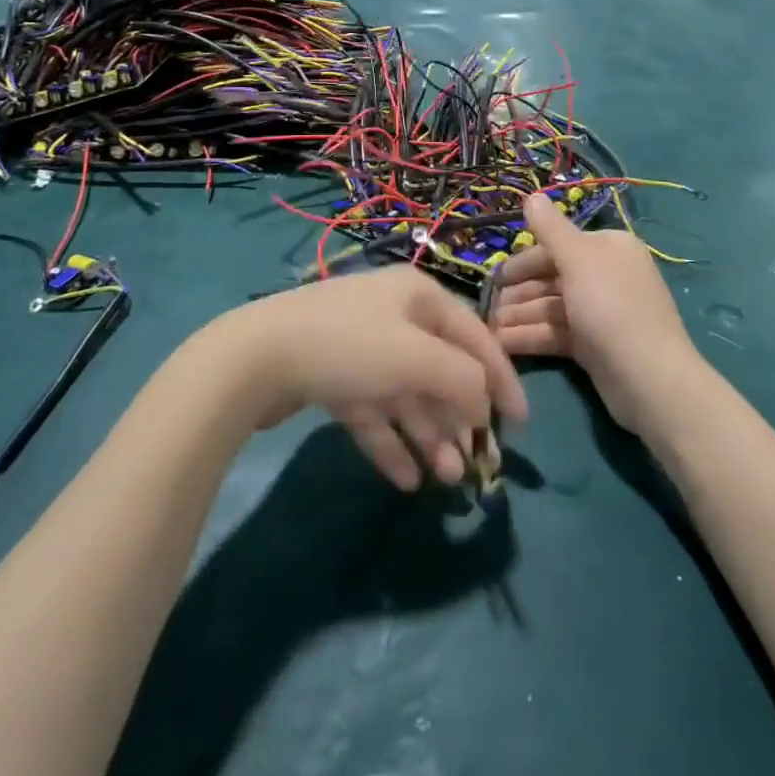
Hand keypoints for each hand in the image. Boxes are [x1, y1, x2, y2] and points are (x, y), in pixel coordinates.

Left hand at [210, 268, 527, 489]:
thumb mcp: (418, 357)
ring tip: (444, 480)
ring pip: (406, 395)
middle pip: (439, 370)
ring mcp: (359, 347)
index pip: (474, 336)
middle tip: (475, 465)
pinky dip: (390, 441)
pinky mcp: (332, 377)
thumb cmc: (349, 346)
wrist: (254, 358)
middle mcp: (392, 316)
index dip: (501, 378)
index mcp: (417, 296)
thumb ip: (464, 379)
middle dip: (459, 418)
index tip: (520, 424)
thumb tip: (481, 405)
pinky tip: (404, 478)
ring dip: (428, 435)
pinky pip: (372, 411)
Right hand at [488, 192, 705, 434]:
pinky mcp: (595, 345)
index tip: (495, 278)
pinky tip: (502, 344)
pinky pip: (557, 333)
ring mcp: (601, 312)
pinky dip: (531, 336)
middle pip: (552, 277)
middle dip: (519, 293)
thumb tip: (531, 196)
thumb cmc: (611, 308)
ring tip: (489, 331)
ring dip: (520, 316)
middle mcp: (606, 275)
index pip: (557, 246)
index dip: (524, 261)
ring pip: (551, 307)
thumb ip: (551, 229)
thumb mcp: (578, 260)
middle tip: (488, 309)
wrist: (649, 379)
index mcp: (608, 248)